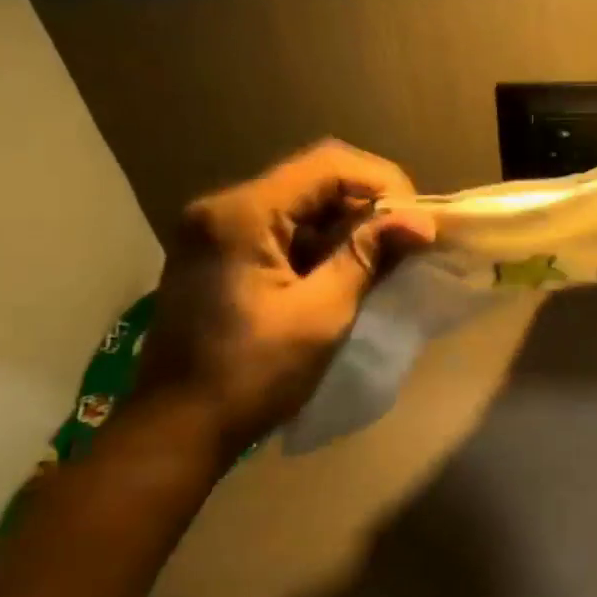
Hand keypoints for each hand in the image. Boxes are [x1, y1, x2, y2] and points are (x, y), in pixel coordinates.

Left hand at [131, 141, 435, 460]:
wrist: (175, 430)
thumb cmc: (250, 375)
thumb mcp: (320, 315)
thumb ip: (367, 258)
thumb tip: (421, 222)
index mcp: (243, 214)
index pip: (328, 165)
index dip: (383, 184)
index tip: (417, 222)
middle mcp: (223, 208)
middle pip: (313, 180)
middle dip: (367, 206)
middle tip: (407, 242)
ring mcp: (216, 231)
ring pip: (299, 206)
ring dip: (345, 227)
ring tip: (385, 260)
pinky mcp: (218, 255)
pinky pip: (281, 232)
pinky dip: (318, 245)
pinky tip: (346, 273)